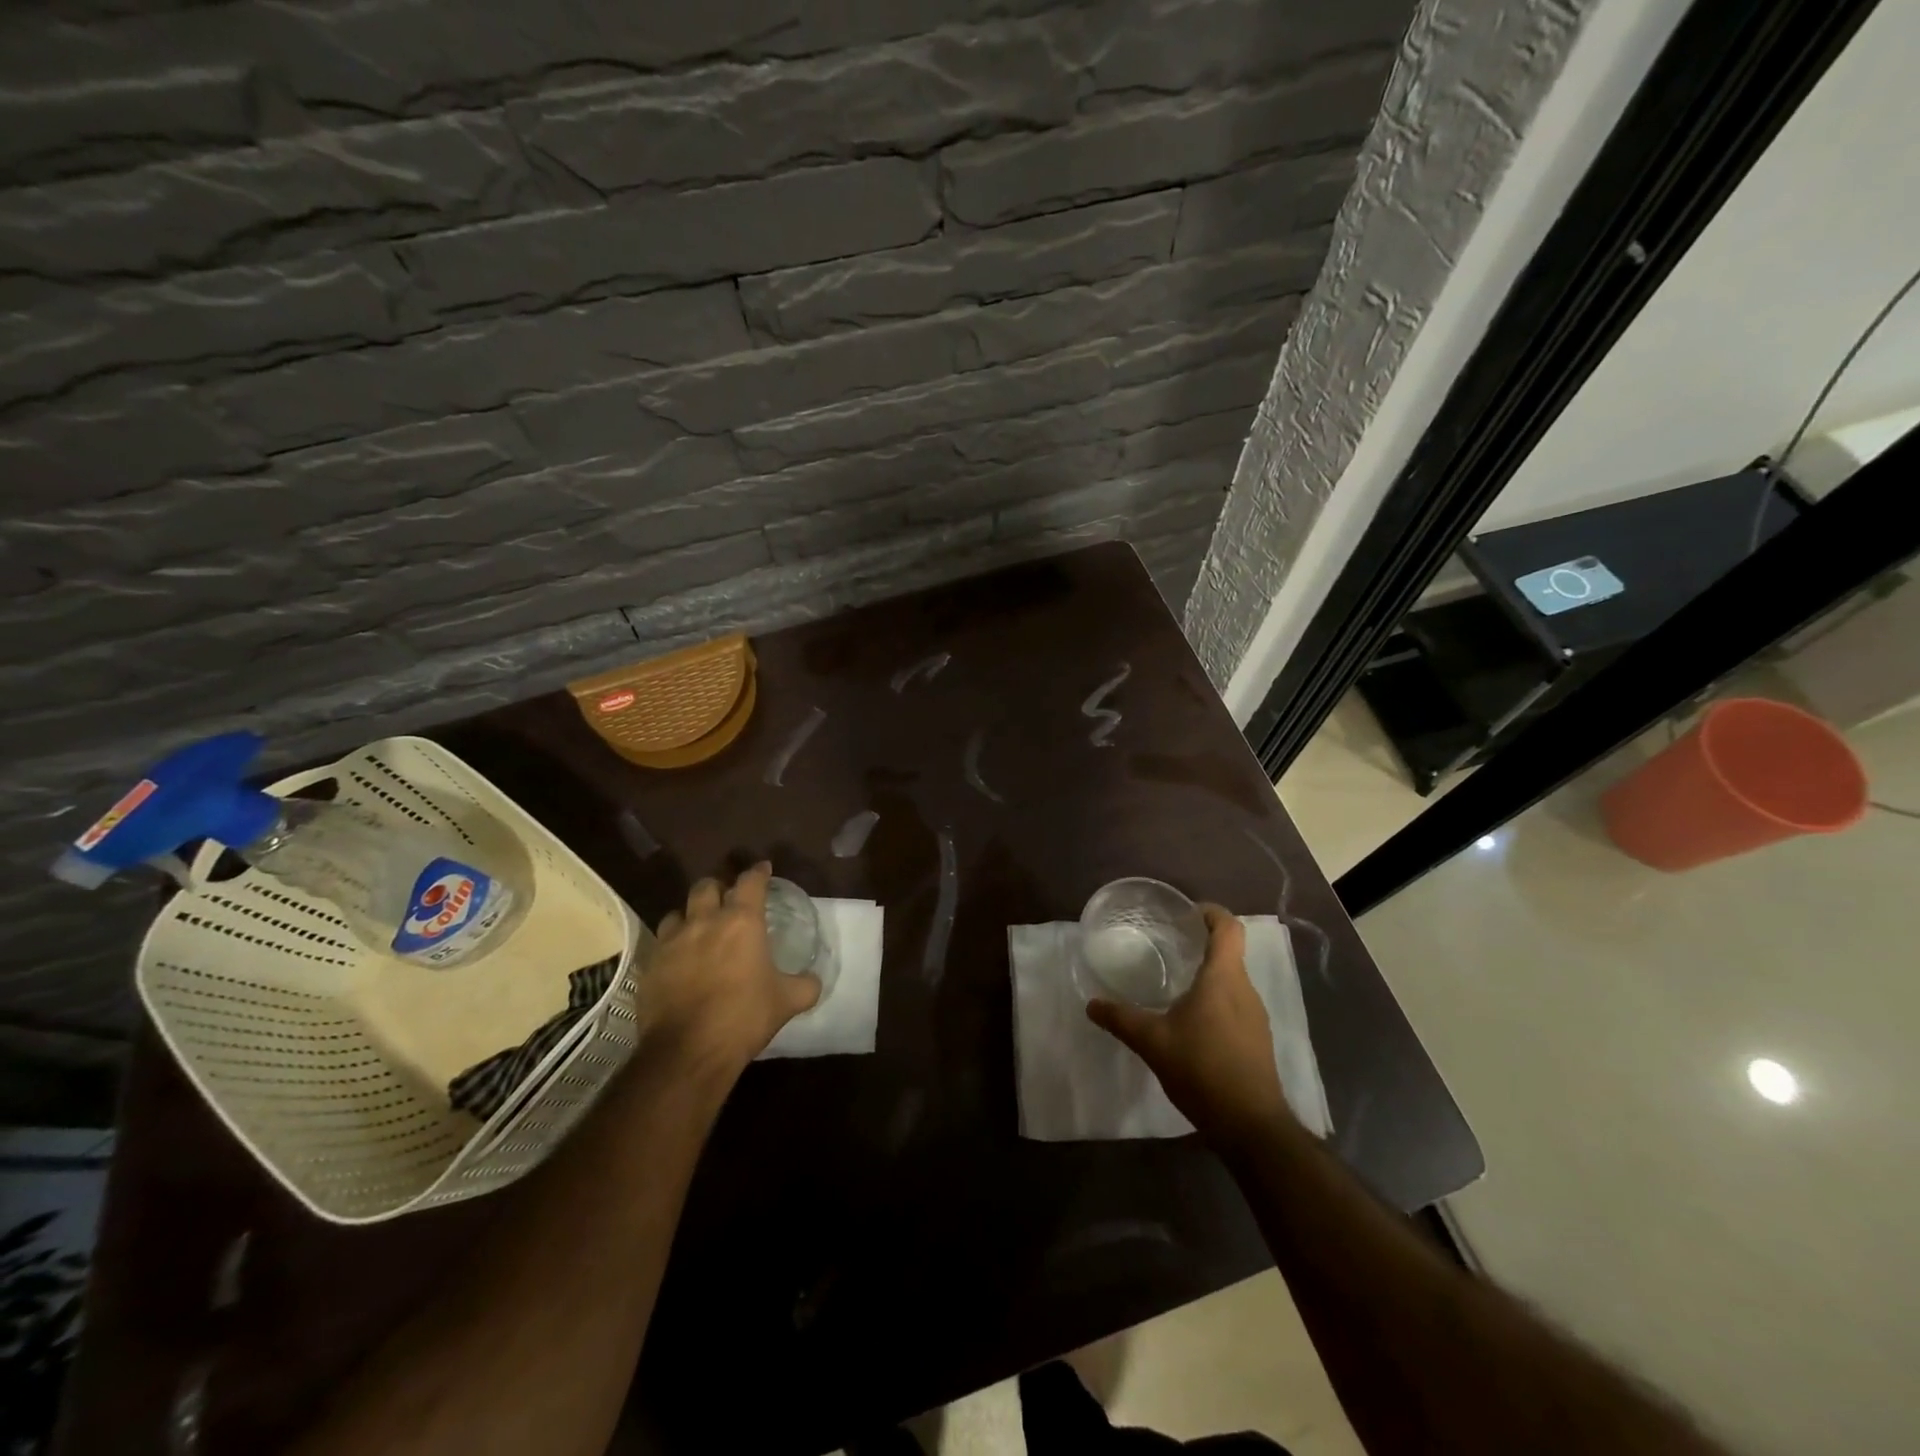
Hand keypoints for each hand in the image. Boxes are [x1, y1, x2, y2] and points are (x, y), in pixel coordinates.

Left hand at [645, 863, 819, 1077]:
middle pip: (706, 887)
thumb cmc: (744, 1017)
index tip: (763, 869)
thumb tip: (814, 980)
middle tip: (728, 899)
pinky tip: (680, 961)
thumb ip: (805, 985)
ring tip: (699, 929)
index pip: (750, 882)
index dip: (758, 872)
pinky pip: (660, 944)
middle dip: (718, 887)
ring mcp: (672, 942)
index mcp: (742, 922)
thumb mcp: (786, 1002)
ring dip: (690, 915)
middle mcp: (704, 922)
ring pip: (677, 913)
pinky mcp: (650, 965)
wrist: (687, 1051)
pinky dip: (672, 946)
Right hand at [1086, 905, 1292, 1150]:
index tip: (1186, 914)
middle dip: (1202, 945)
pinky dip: (1216, 1001)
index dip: (1211, 913)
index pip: (1228, 928)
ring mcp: (1255, 1017)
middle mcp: (1245, 990)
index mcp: (1223, 978)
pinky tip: (1192, 1023)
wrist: (1250, 1126)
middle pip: (1230, 952)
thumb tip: (1091, 1004)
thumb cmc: (1202, 1069)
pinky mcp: (1257, 1040)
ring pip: (1233, 982)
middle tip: (1170, 946)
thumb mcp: (1153, 1042)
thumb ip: (1121, 1019)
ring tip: (1176, 984)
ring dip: (1209, 975)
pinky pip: (1236, 1006)